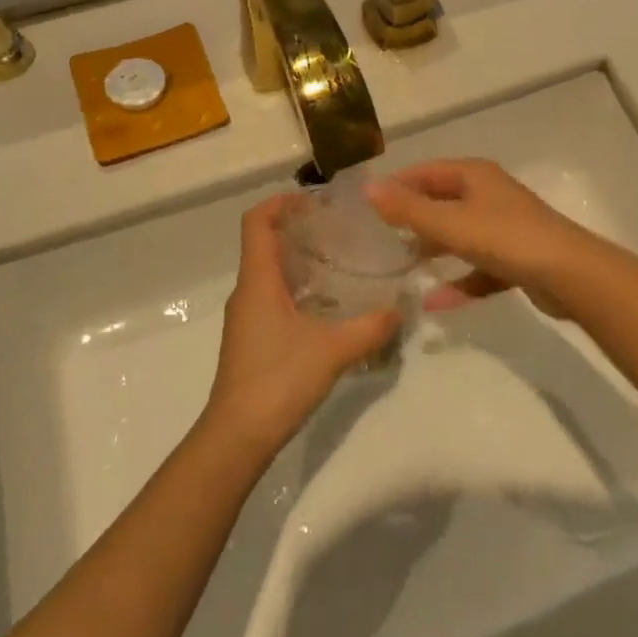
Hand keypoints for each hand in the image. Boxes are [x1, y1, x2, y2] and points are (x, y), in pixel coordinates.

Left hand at [202, 195, 401, 455]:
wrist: (237, 437)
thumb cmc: (278, 380)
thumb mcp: (333, 350)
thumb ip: (370, 327)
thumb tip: (399, 308)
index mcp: (258, 281)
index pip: (257, 222)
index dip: (281, 202)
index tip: (316, 199)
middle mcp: (248, 292)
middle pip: (266, 243)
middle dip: (300, 228)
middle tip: (341, 228)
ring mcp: (247, 317)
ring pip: (271, 272)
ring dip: (301, 259)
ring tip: (343, 260)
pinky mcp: (253, 338)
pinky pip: (274, 296)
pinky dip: (300, 287)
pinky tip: (331, 304)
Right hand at [366, 160, 594, 317]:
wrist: (569, 275)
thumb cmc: (505, 239)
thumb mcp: (450, 223)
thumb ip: (408, 209)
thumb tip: (368, 186)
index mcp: (475, 176)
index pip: (427, 172)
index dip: (398, 184)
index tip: (368, 206)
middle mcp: (490, 195)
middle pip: (443, 202)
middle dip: (414, 219)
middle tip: (380, 240)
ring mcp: (505, 228)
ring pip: (461, 236)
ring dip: (435, 250)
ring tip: (402, 267)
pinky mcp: (516, 259)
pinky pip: (479, 268)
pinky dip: (459, 282)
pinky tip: (436, 303)